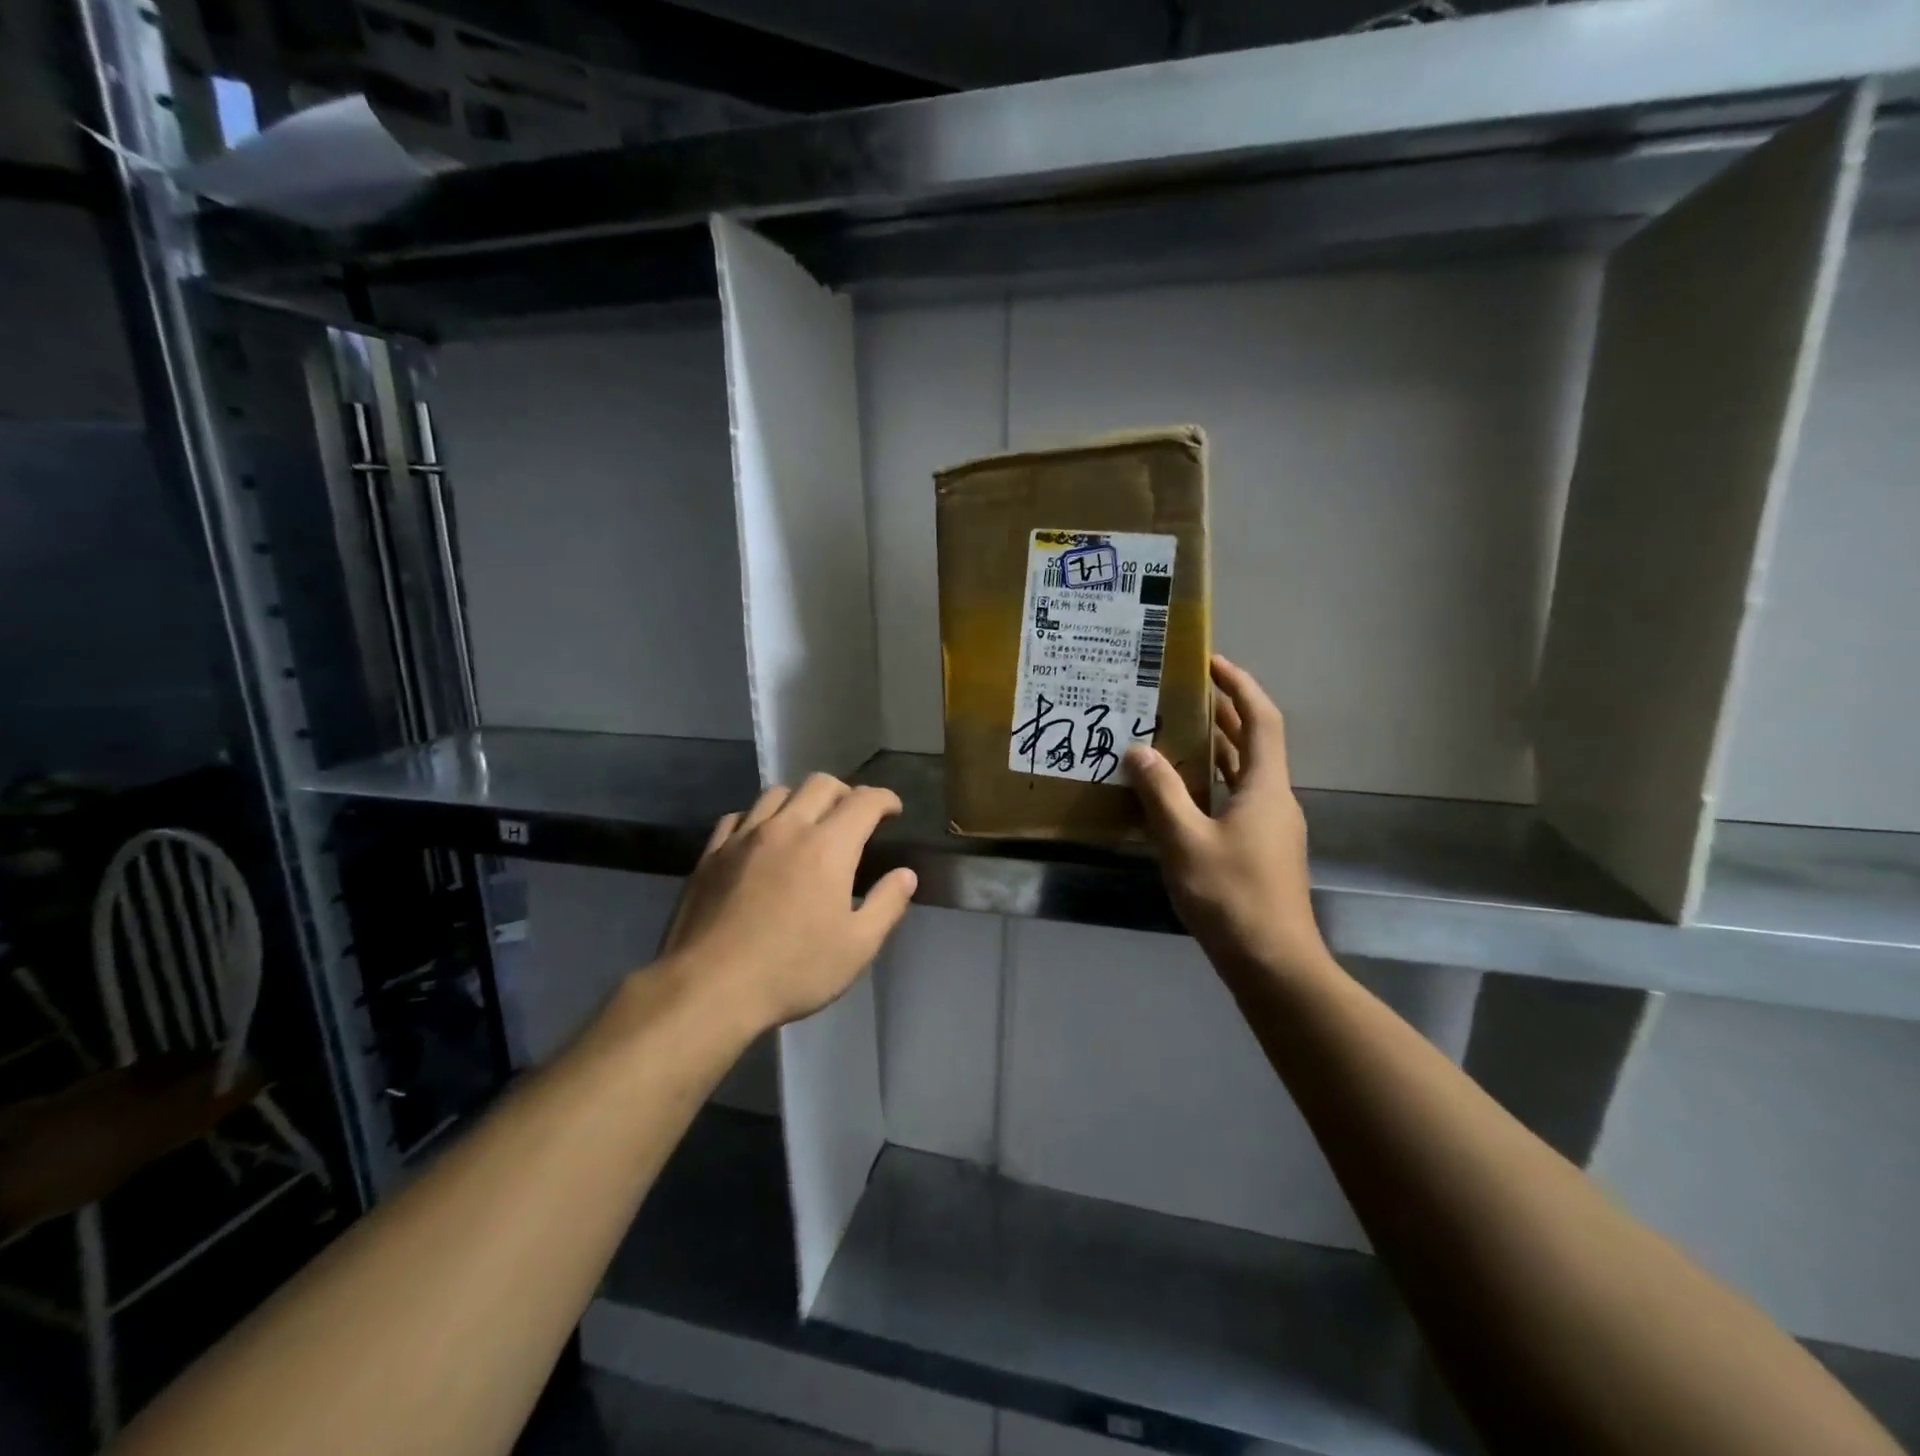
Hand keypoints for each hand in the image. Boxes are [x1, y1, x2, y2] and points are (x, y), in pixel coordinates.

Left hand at [658, 775, 917, 1034]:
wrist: (709, 988)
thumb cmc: (793, 970)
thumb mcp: (857, 947)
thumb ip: (886, 904)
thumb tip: (905, 874)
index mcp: (828, 847)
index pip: (864, 801)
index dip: (884, 799)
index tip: (893, 809)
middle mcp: (787, 828)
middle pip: (821, 785)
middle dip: (846, 792)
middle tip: (854, 816)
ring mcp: (744, 838)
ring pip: (777, 793)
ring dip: (802, 800)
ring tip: (808, 822)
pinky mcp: (712, 853)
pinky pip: (739, 816)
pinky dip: (759, 818)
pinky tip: (761, 838)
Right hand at [1124, 656, 1327, 980]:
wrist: (1272, 964)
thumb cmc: (1231, 896)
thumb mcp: (1186, 841)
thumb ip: (1161, 793)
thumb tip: (1139, 750)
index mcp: (1265, 788)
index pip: (1261, 720)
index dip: (1239, 687)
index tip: (1211, 663)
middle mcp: (1274, 800)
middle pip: (1253, 743)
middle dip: (1223, 714)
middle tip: (1182, 694)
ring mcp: (1270, 828)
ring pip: (1244, 774)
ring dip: (1216, 749)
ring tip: (1174, 733)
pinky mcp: (1260, 851)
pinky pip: (1235, 800)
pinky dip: (1211, 784)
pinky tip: (1179, 794)